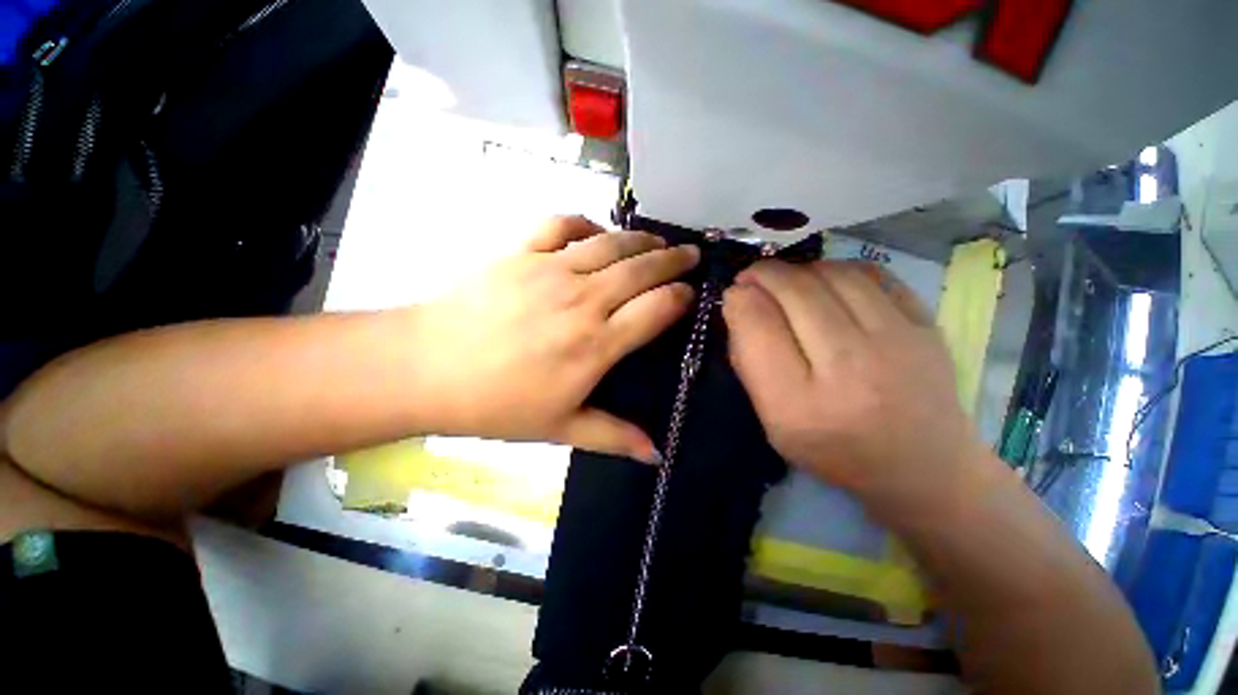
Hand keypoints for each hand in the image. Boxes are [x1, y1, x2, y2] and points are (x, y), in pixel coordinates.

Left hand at [412, 216, 698, 461]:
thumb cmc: (496, 404)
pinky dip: (585, 223)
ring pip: (611, 243)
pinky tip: (596, 232)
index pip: (656, 309)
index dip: (680, 297)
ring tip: (657, 240)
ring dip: (641, 239)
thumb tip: (656, 455)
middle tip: (691, 255)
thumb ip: (613, 437)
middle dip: (673, 260)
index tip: (691, 294)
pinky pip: (562, 225)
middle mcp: (583, 300)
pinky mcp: (520, 252)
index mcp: (596, 344)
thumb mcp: (559, 428)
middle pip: (641, 269)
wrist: (427, 368)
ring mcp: (550, 270)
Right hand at [722, 260, 988, 515]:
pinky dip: (838, 269)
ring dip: (799, 270)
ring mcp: (897, 342)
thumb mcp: (771, 422)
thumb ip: (748, 363)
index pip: (757, 324)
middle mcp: (849, 367)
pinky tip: (826, 283)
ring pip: (832, 273)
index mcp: (798, 403)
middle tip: (752, 277)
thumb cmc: (833, 449)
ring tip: (788, 282)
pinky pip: (872, 273)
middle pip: (795, 290)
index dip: (738, 299)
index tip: (734, 295)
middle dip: (763, 274)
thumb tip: (740, 304)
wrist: (922, 466)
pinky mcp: (927, 325)